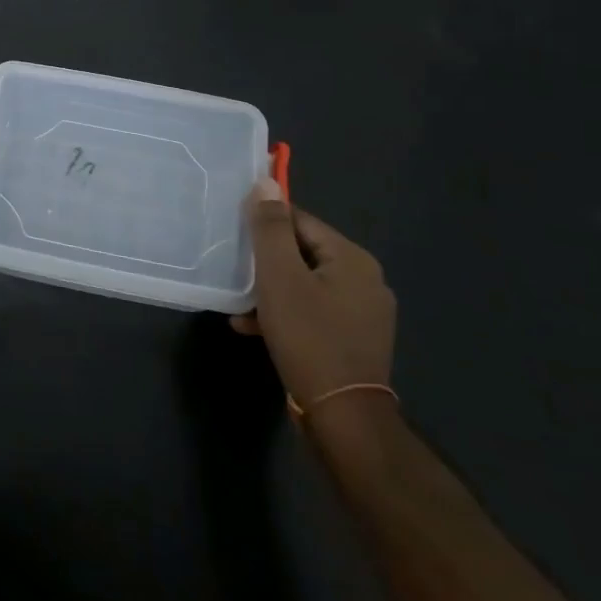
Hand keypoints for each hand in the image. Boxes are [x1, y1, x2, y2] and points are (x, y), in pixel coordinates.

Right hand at [232, 179, 395, 417]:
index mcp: (353, 258)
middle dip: (265, 263)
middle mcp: (366, 280)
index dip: (265, 227)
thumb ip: (270, 228)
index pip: (300, 222)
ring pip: (305, 285)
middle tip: (235, 274)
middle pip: (303, 253)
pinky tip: (255, 328)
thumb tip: (266, 182)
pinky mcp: (355, 341)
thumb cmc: (309, 338)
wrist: (343, 418)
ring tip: (239, 306)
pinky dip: (287, 314)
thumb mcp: (279, 277)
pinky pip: (314, 312)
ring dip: (271, 291)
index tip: (236, 240)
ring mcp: (364, 314)